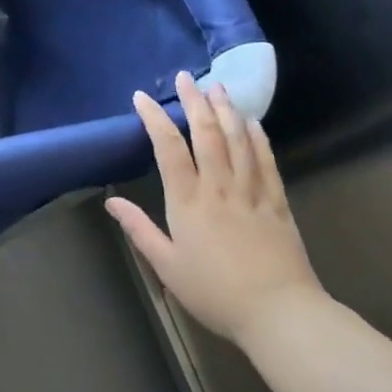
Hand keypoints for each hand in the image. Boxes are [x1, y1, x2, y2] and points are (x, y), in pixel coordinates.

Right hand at [106, 72, 322, 344]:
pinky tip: (252, 122)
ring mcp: (252, 192)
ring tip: (218, 87)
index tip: (141, 98)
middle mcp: (219, 187)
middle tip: (186, 78)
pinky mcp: (277, 203)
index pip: (168, 148)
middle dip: (194, 102)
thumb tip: (110, 201)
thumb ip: (139, 229)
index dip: (154, 119)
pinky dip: (258, 138)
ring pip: (238, 140)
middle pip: (206, 134)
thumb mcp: (167, 265)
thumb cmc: (216, 293)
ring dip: (226, 110)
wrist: (280, 314)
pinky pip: (267, 161)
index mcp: (188, 201)